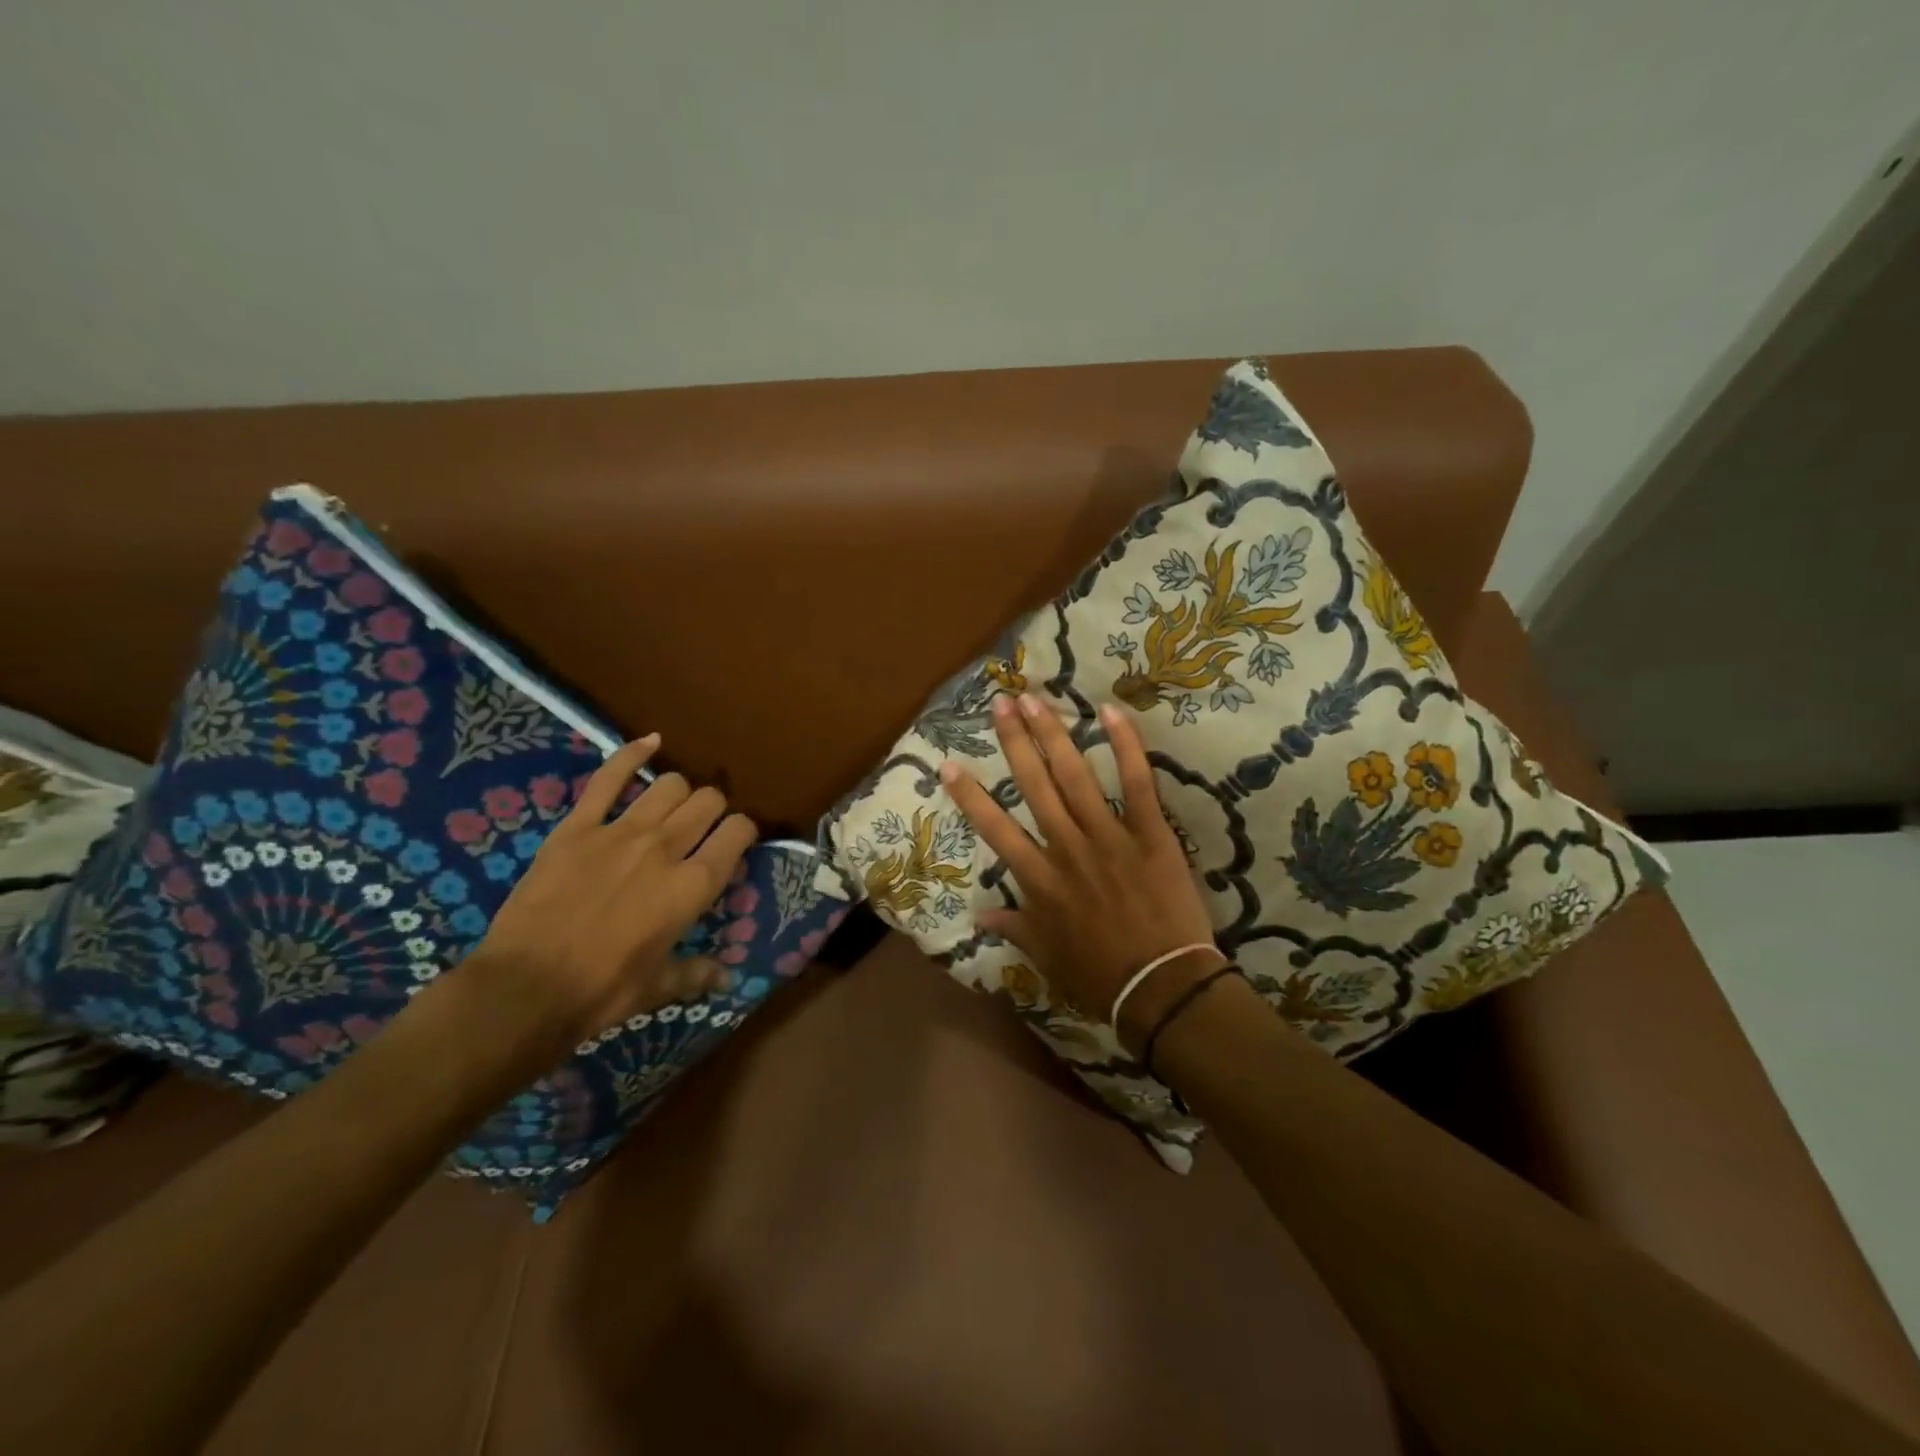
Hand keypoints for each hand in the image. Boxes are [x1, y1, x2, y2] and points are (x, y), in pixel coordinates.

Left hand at [460, 735, 757, 1053]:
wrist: (524, 990)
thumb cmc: (601, 992)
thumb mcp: (658, 987)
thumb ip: (697, 974)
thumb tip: (728, 980)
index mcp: (692, 886)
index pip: (738, 832)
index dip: (743, 832)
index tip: (735, 843)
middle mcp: (666, 847)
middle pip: (708, 801)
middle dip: (713, 810)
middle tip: (701, 829)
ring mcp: (620, 831)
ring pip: (669, 785)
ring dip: (679, 793)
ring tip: (671, 808)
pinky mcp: (577, 826)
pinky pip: (609, 777)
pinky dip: (631, 755)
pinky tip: (650, 742)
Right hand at [939, 694, 1220, 1048]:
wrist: (1161, 988)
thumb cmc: (1099, 975)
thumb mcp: (1046, 956)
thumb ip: (1014, 928)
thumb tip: (980, 916)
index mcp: (1038, 879)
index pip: (995, 828)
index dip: (969, 795)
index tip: (949, 763)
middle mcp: (1066, 848)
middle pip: (1033, 786)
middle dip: (1014, 741)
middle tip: (1000, 702)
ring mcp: (1108, 837)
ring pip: (1074, 776)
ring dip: (1052, 734)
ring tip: (1035, 699)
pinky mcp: (1150, 834)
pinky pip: (1138, 783)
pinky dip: (1126, 746)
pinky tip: (1111, 712)